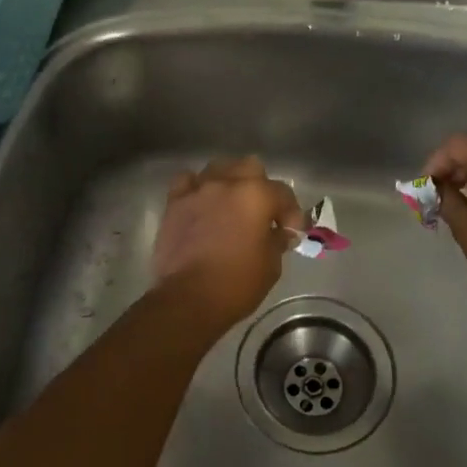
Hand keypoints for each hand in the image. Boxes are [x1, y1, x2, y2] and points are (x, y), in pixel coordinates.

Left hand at [151, 157, 305, 327]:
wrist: (188, 298)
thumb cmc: (236, 284)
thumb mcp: (271, 265)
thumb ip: (277, 241)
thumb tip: (280, 233)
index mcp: (256, 196)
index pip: (283, 193)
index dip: (292, 213)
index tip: (292, 233)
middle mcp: (227, 183)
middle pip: (250, 167)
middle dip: (260, 187)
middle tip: (261, 213)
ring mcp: (198, 190)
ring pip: (219, 168)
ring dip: (229, 183)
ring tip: (230, 205)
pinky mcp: (175, 202)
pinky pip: (188, 181)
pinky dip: (197, 188)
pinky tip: (201, 203)